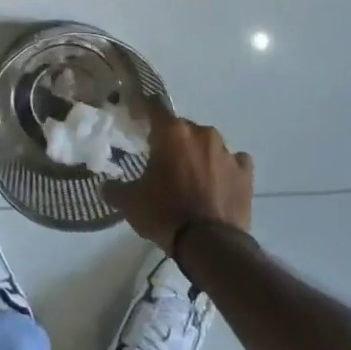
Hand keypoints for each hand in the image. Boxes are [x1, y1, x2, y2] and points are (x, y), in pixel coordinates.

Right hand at [106, 109, 253, 253]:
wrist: (210, 244)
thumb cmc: (165, 214)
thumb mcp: (130, 203)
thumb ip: (115, 189)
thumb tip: (105, 186)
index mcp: (172, 133)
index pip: (154, 106)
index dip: (143, 109)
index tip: (136, 118)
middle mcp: (201, 133)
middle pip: (182, 128)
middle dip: (171, 140)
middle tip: (162, 160)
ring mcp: (227, 151)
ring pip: (207, 143)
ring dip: (197, 154)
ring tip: (190, 177)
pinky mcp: (245, 172)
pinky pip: (233, 161)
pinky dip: (224, 168)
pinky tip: (218, 184)